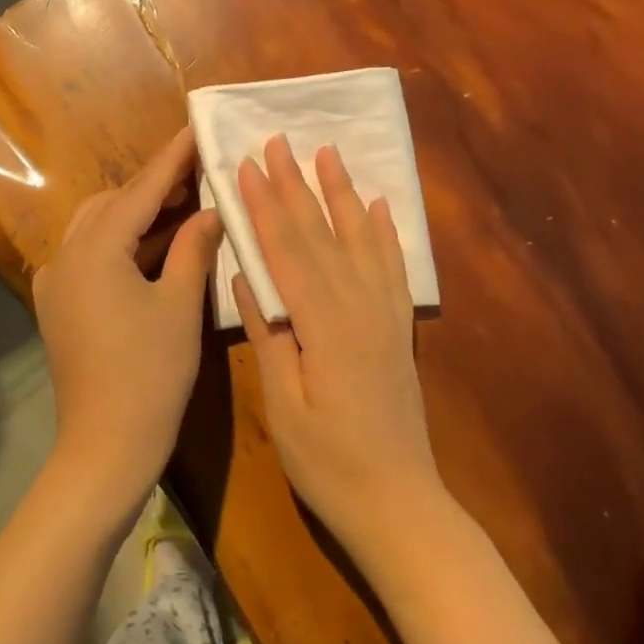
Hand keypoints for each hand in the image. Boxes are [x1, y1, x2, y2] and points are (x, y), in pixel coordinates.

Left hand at [34, 127, 223, 515]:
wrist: (105, 447)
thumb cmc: (151, 374)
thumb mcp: (181, 305)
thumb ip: (194, 247)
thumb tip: (210, 211)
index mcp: (95, 250)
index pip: (140, 190)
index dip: (171, 159)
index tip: (193, 128)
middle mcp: (66, 256)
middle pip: (113, 204)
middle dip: (153, 186)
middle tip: (196, 174)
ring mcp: (56, 282)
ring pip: (98, 228)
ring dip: (137, 214)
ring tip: (182, 205)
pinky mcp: (58, 305)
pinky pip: (90, 256)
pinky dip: (122, 243)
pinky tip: (153, 247)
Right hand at [235, 135, 446, 566]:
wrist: (398, 502)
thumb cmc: (328, 463)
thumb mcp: (284, 406)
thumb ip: (269, 337)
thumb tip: (245, 277)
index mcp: (324, 324)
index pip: (287, 250)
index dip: (264, 206)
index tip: (245, 165)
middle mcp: (359, 305)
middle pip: (322, 234)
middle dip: (296, 185)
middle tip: (278, 142)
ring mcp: (384, 313)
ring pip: (360, 239)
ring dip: (341, 193)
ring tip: (329, 153)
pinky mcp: (398, 325)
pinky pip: (392, 266)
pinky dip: (384, 232)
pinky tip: (378, 206)